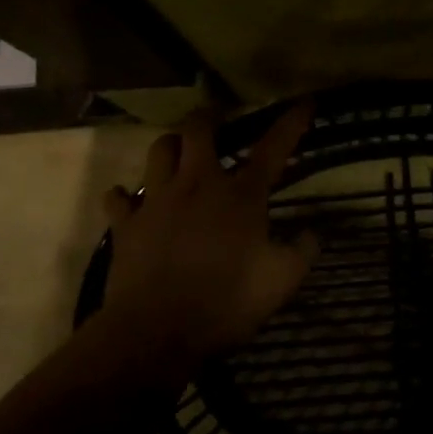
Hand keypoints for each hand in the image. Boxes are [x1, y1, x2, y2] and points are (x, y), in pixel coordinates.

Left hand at [96, 104, 318, 376]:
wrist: (156, 331)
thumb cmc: (227, 302)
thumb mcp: (282, 281)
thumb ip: (303, 252)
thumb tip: (314, 232)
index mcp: (241, 195)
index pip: (273, 148)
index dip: (291, 123)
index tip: (305, 102)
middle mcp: (198, 184)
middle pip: (198, 130)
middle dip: (209, 117)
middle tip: (217, 120)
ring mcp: (157, 200)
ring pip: (158, 151)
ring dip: (170, 147)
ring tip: (177, 153)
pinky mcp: (126, 224)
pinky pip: (119, 198)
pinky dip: (125, 196)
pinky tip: (129, 202)